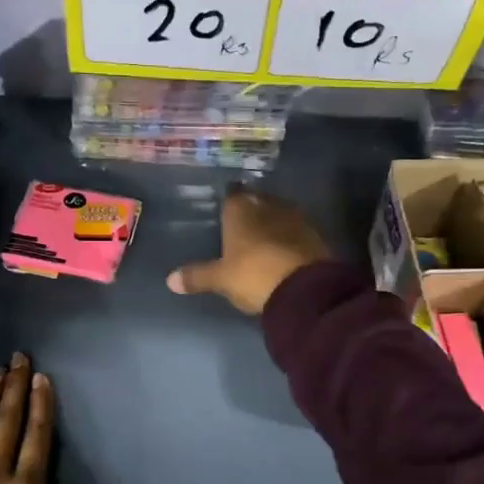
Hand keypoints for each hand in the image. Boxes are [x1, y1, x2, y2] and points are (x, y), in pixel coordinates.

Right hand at [167, 188, 330, 315]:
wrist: (303, 287)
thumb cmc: (253, 275)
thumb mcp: (221, 279)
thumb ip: (197, 276)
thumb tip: (169, 281)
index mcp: (240, 209)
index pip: (232, 196)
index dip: (229, 203)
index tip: (226, 212)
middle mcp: (267, 205)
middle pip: (257, 201)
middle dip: (251, 211)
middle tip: (242, 226)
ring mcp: (294, 217)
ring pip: (278, 213)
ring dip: (272, 222)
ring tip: (263, 238)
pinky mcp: (314, 234)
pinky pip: (296, 230)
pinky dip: (289, 236)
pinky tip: (284, 250)